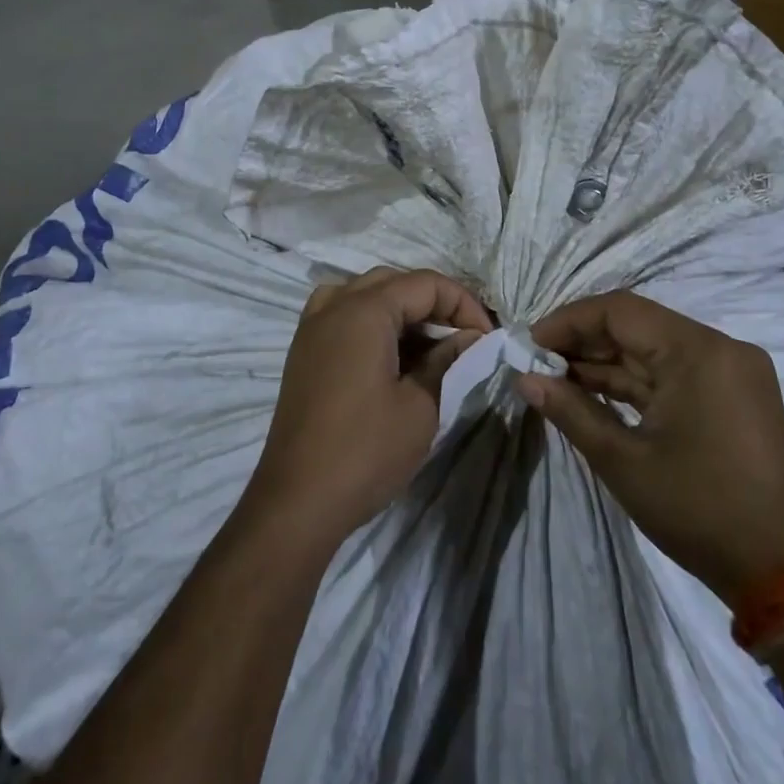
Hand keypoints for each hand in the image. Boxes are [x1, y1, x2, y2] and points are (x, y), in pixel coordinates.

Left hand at [249, 267, 490, 544]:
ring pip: (365, 293)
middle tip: (464, 338)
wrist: (297, 501)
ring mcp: (312, 327)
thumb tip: (471, 338)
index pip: (425, 283)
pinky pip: (341, 314)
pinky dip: (371, 320)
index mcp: (363, 310)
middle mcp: (334, 306)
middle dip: (435, 303)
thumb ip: (448, 361)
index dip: (463, 304)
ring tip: (429, 343)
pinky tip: (389, 352)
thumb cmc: (365, 451)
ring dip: (402, 309)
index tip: (487, 338)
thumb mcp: (421, 406)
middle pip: (394, 282)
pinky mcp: (303, 351)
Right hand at [519, 291, 783, 607]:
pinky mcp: (732, 394)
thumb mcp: (622, 461)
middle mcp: (720, 348)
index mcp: (699, 352)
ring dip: (606, 362)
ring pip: (653, 349)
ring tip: (555, 378)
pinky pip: (673, 372)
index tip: (530, 343)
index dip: (569, 321)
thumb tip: (524, 379)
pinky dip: (634, 381)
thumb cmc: (697, 510)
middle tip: (537, 362)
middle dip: (584, 342)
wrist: (779, 572)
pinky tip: (592, 392)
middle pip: (638, 325)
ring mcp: (730, 371)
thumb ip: (570, 411)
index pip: (621, 311)